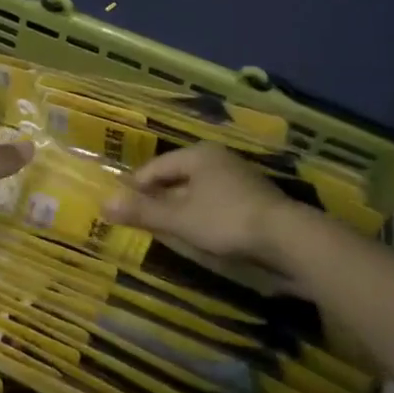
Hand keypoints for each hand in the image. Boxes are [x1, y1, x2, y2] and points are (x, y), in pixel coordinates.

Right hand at [105, 143, 308, 264]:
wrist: (288, 238)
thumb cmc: (226, 221)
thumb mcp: (180, 219)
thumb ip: (144, 211)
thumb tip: (104, 202)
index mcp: (197, 154)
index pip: (155, 167)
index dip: (135, 187)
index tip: (120, 206)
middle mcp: (218, 159)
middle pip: (177, 176)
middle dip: (158, 197)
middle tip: (139, 218)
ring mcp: (239, 177)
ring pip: (197, 190)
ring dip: (180, 207)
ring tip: (165, 228)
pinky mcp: (254, 199)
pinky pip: (215, 202)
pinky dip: (201, 214)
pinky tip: (199, 233)